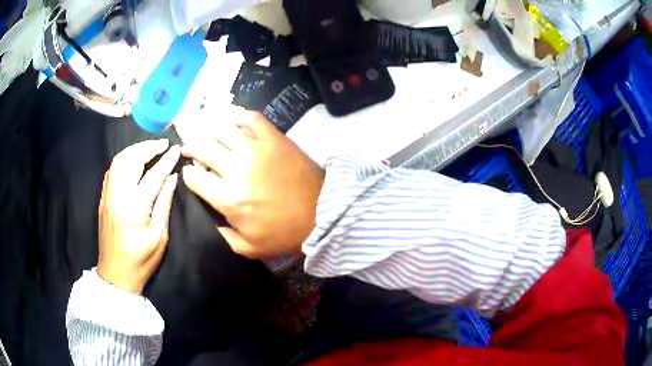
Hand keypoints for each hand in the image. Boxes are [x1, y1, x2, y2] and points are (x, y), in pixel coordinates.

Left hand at [97, 140, 179, 294]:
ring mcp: (107, 195)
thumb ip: (163, 204)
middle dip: (147, 147)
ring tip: (149, 148)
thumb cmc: (141, 260)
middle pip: (130, 160)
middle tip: (163, 143)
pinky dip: (124, 159)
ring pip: (118, 161)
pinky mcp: (103, 198)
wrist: (116, 274)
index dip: (166, 161)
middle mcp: (117, 195)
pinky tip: (133, 161)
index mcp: (133, 207)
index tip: (176, 149)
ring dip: (134, 150)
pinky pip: (112, 170)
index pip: (152, 175)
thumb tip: (172, 178)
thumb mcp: (159, 237)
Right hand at [181, 112, 324, 258]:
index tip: (191, 173)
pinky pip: (251, 118)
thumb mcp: (250, 248)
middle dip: (191, 147)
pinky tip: (230, 119)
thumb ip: (223, 237)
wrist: (323, 213)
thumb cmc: (285, 233)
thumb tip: (209, 219)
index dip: (188, 175)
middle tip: (189, 148)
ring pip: (221, 129)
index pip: (195, 179)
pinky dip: (238, 115)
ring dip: (207, 129)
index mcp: (229, 199)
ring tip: (204, 132)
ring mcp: (256, 149)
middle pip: (203, 149)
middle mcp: (237, 169)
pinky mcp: (274, 138)